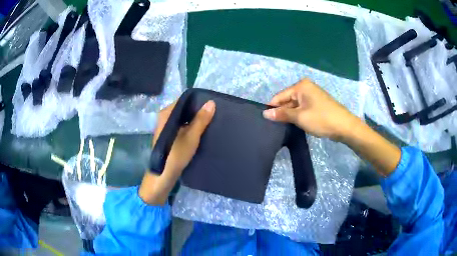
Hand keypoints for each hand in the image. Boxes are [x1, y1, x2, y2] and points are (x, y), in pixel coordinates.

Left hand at [139, 100, 215, 204]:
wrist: (163, 175)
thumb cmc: (176, 155)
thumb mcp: (191, 136)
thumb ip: (201, 120)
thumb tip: (211, 102)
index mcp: (167, 114)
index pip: (184, 100)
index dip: (198, 101)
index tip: (211, 104)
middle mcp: (165, 117)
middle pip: (184, 109)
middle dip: (197, 111)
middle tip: (214, 113)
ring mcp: (166, 127)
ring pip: (183, 118)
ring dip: (195, 120)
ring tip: (210, 121)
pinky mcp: (169, 135)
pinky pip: (182, 126)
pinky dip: (190, 126)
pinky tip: (200, 130)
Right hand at [263, 79, 360, 140]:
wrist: (344, 126)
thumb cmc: (321, 119)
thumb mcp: (299, 117)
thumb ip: (282, 114)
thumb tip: (265, 114)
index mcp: (301, 86)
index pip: (280, 96)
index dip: (272, 108)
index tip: (266, 120)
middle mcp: (306, 87)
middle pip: (287, 99)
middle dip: (282, 111)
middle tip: (275, 126)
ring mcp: (312, 94)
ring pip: (295, 104)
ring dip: (290, 114)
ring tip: (284, 126)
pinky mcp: (317, 102)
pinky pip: (302, 107)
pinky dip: (298, 115)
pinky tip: (296, 123)